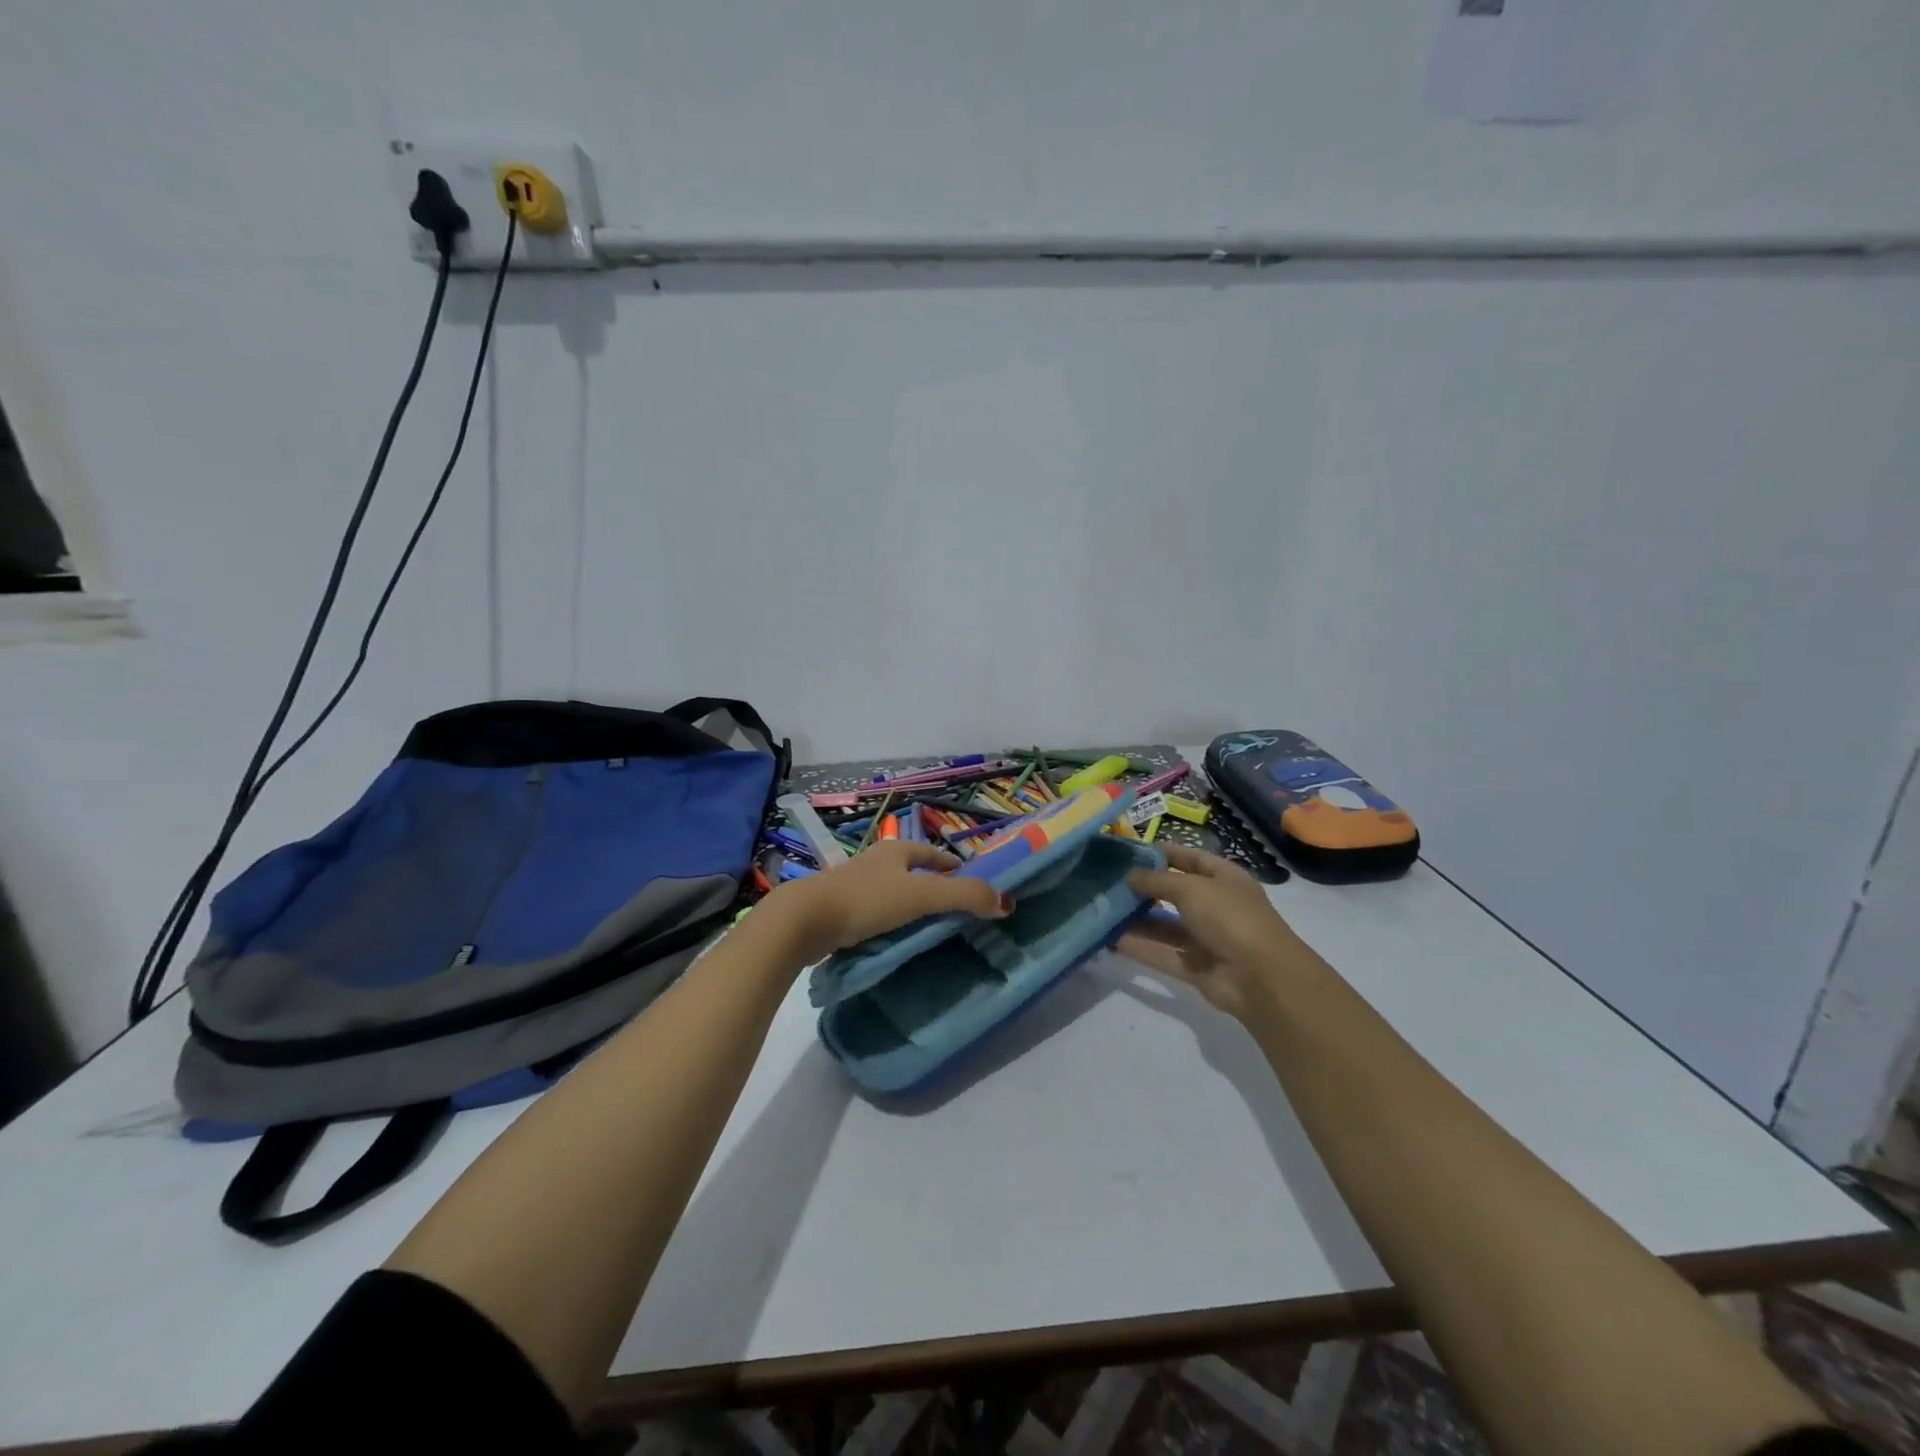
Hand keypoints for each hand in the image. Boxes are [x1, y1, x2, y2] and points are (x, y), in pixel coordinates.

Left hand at [761, 841, 1008, 965]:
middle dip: (928, 881)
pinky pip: (871, 911)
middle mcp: (874, 862)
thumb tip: (1005, 902)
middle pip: (909, 868)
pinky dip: (886, 919)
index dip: (950, 863)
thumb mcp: (922, 896)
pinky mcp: (837, 909)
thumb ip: (964, 896)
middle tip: (950, 904)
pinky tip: (891, 936)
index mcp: (895, 851)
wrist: (806, 920)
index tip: (967, 876)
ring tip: (924, 922)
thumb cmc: (867, 900)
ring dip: (906, 901)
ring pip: (889, 889)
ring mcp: (852, 885)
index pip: (930, 853)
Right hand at [1118, 844, 1313, 1018]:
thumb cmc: (1230, 918)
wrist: (1261, 978)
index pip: (1191, 859)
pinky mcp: (1195, 967)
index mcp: (1224, 879)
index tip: (1129, 851)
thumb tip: (1129, 875)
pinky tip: (1110, 940)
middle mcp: (1216, 906)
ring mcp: (1206, 938)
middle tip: (1107, 882)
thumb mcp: (1191, 888)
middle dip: (1144, 888)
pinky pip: (1162, 954)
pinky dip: (1139, 948)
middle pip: (1175, 893)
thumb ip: (1156, 880)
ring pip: (1165, 926)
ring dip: (1137, 920)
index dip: (1164, 853)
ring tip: (1102, 910)